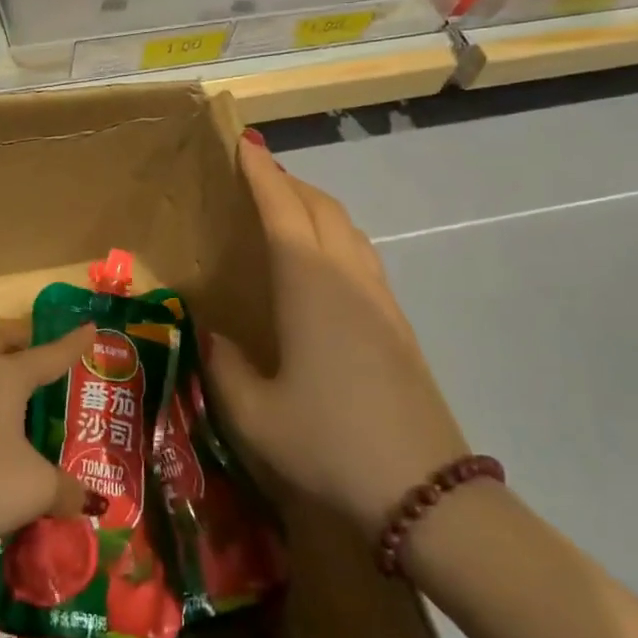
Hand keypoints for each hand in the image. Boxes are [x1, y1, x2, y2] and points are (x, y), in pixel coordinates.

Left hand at [0, 318, 97, 554]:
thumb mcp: (36, 489)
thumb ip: (67, 490)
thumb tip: (87, 500)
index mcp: (7, 375)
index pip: (51, 354)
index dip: (74, 344)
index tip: (91, 328)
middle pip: (8, 344)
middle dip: (29, 344)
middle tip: (51, 358)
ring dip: (4, 371)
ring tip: (25, 393)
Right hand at [204, 136, 472, 535]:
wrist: (425, 495)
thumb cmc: (328, 444)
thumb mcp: (253, 414)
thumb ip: (224, 366)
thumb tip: (213, 334)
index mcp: (309, 285)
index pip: (281, 208)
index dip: (261, 172)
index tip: (243, 143)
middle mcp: (348, 278)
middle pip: (321, 207)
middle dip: (288, 182)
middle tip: (255, 178)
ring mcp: (380, 300)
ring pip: (348, 229)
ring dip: (315, 207)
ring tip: (285, 212)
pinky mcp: (398, 325)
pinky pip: (362, 257)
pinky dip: (336, 237)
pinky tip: (321, 266)